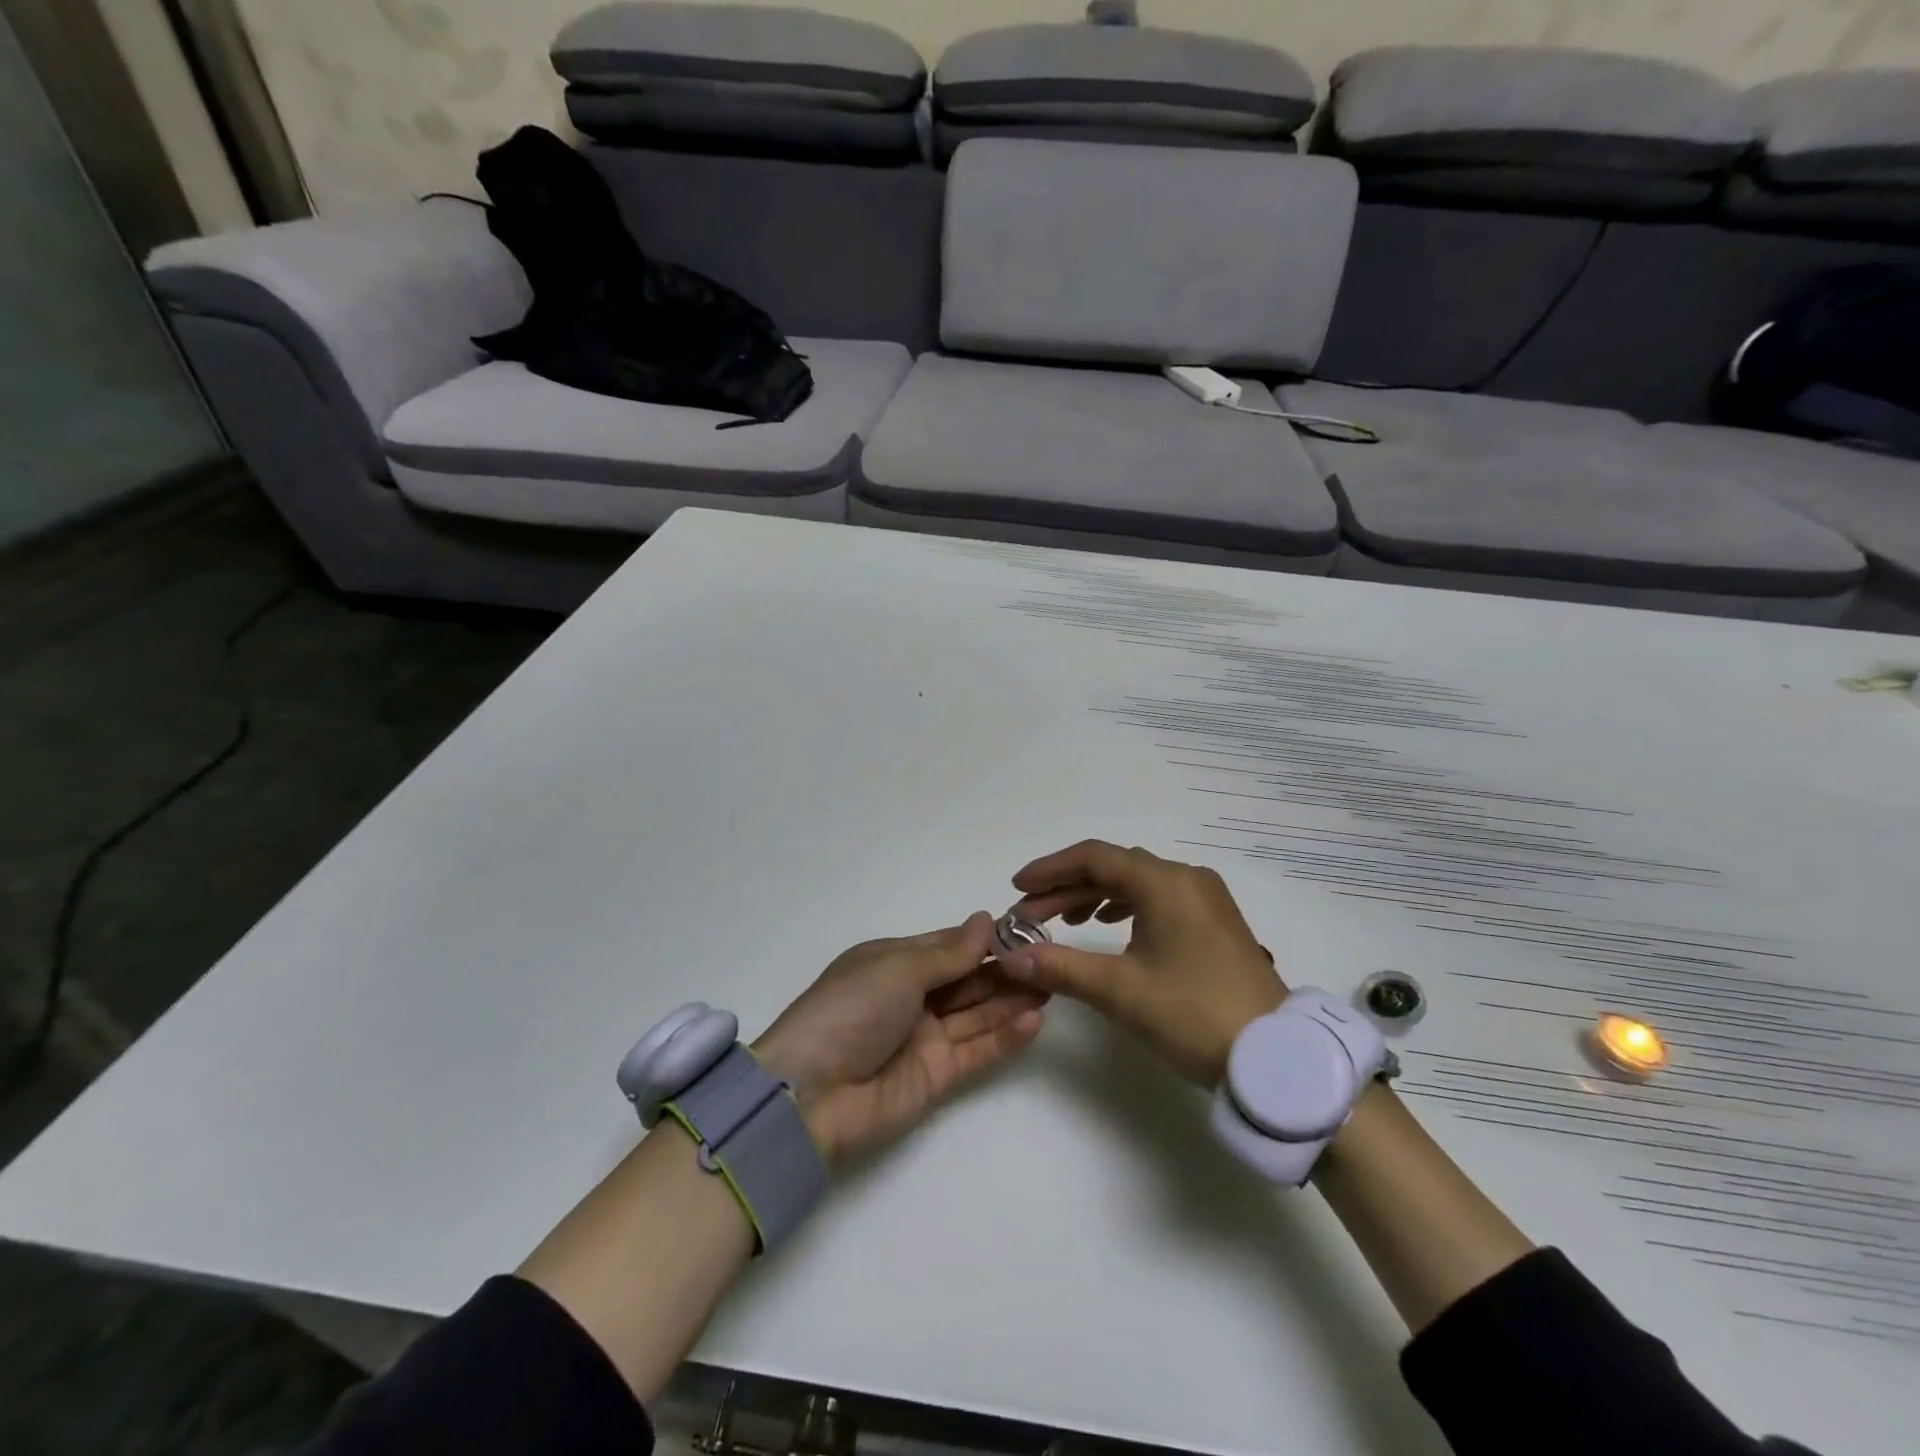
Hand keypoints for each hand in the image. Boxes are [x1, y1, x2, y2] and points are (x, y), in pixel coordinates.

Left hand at [753, 912, 1047, 1163]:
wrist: (810, 1095)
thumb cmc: (850, 1010)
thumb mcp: (897, 969)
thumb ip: (949, 952)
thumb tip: (985, 919)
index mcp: (894, 963)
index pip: (949, 945)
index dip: (985, 938)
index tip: (1027, 928)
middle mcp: (913, 996)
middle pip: (968, 978)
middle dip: (1006, 968)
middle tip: (1050, 958)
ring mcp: (926, 1036)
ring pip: (979, 1012)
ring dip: (1013, 999)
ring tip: (1054, 984)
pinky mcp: (938, 1075)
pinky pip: (978, 1049)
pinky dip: (1007, 1036)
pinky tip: (1036, 1019)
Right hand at [997, 842, 1285, 1086]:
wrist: (1276, 1058)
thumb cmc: (1193, 1014)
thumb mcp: (1120, 991)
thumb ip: (1060, 967)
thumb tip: (1010, 958)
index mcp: (1165, 882)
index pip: (1094, 858)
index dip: (1050, 869)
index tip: (1017, 888)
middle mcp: (1186, 878)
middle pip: (1114, 867)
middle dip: (1067, 887)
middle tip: (1030, 914)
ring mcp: (1205, 899)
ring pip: (1136, 883)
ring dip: (1094, 896)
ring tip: (1062, 921)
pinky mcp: (1214, 921)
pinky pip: (1158, 899)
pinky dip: (1125, 907)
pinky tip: (1108, 926)